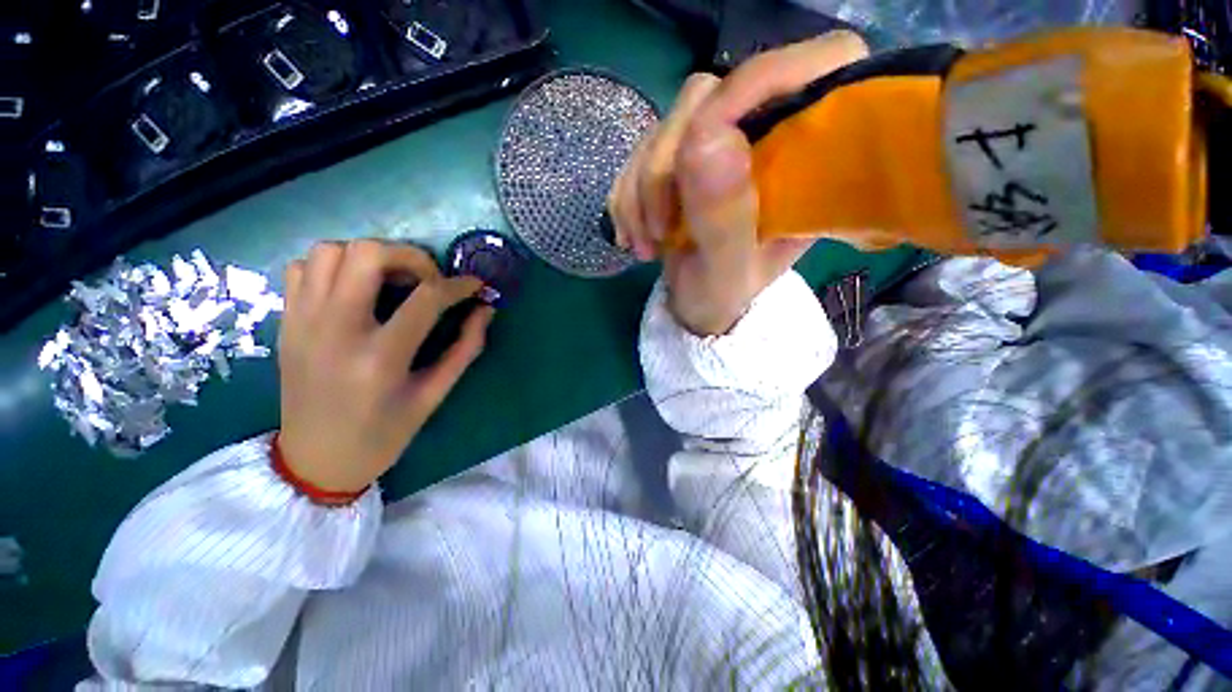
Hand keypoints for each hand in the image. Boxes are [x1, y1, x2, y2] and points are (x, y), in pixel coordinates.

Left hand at [277, 240, 493, 497]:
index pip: (426, 298)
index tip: (475, 285)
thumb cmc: (384, 433)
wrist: (316, 460)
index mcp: (380, 358)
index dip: (459, 285)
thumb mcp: (435, 395)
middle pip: (368, 254)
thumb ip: (465, 348)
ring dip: (370, 256)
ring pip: (330, 251)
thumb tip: (485, 311)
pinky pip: (303, 268)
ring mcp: (302, 323)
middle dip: (411, 256)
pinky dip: (333, 267)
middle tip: (428, 279)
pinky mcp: (286, 323)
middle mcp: (335, 330)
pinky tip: (355, 291)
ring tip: (392, 281)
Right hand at [608, 32, 867, 335]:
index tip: (699, 139)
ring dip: (638, 191)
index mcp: (806, 162)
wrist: (696, 307)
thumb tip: (706, 138)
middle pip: (708, 101)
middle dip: (665, 169)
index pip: (812, 68)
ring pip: (663, 129)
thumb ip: (724, 216)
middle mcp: (764, 141)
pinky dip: (626, 196)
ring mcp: (716, 147)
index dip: (755, 84)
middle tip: (658, 230)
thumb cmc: (723, 297)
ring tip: (645, 244)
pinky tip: (632, 235)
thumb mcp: (728, 270)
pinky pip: (639, 154)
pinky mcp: (680, 160)